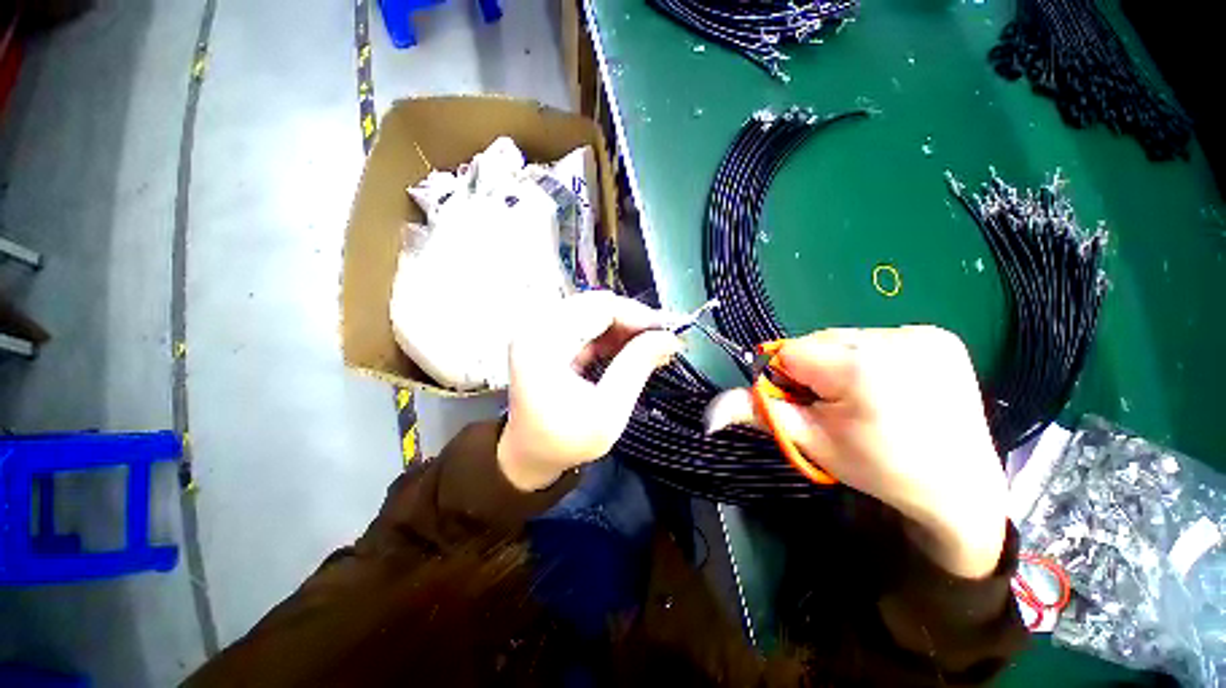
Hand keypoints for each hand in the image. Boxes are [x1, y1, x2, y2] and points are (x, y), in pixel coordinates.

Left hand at [497, 292, 681, 491]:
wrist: (530, 454)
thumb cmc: (566, 440)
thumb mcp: (608, 411)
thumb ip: (637, 367)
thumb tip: (669, 337)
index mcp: (543, 342)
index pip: (598, 308)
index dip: (638, 315)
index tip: (669, 333)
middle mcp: (537, 326)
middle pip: (597, 305)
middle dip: (634, 321)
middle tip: (664, 340)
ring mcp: (541, 329)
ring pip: (596, 311)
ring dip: (626, 327)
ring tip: (653, 346)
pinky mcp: (550, 336)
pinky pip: (589, 323)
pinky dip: (614, 335)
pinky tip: (633, 349)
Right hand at [710, 326, 1008, 577]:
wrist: (958, 485)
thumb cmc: (878, 467)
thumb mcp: (812, 442)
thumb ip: (760, 415)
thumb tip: (709, 414)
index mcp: (860, 368)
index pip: (789, 352)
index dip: (788, 378)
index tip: (807, 404)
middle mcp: (895, 339)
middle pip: (817, 341)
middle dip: (814, 369)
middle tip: (837, 405)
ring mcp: (923, 334)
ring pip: (845, 338)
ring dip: (841, 362)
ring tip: (866, 395)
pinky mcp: (939, 336)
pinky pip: (877, 337)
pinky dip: (870, 357)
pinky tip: (890, 384)